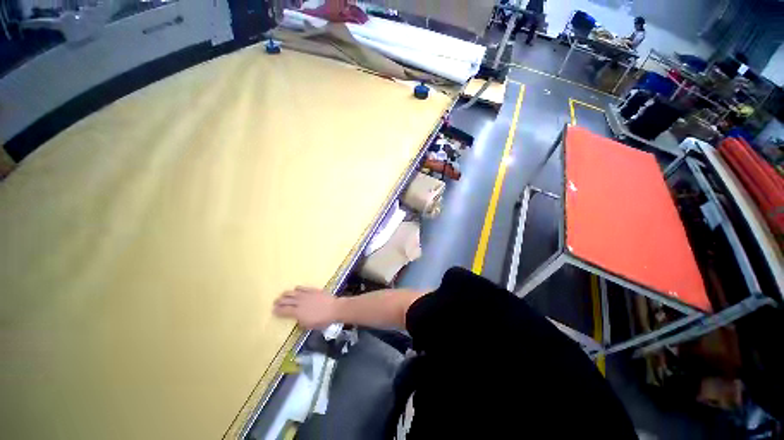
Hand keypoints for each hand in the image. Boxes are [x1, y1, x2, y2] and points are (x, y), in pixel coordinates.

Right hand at [273, 286, 337, 329]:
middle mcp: (300, 302)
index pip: (284, 311)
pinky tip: (296, 289)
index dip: (277, 311)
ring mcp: (306, 295)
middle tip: (275, 302)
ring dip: (286, 294)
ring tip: (282, 295)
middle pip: (286, 300)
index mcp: (297, 312)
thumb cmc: (322, 320)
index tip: (273, 310)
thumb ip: (301, 321)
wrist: (334, 309)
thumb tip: (298, 318)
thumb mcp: (309, 325)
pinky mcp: (313, 290)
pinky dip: (298, 288)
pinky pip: (303, 288)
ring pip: (293, 293)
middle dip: (279, 301)